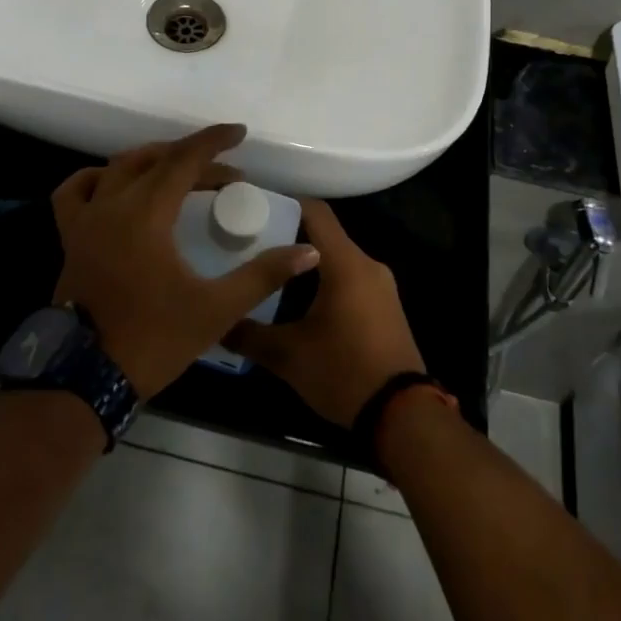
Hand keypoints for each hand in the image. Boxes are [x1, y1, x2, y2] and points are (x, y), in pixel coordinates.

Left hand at [51, 124, 319, 399]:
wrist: (86, 378)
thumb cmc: (153, 340)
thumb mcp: (216, 309)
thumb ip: (262, 275)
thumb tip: (307, 251)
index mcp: (146, 214)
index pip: (183, 160)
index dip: (214, 142)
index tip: (239, 134)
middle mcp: (112, 205)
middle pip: (156, 161)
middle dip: (193, 159)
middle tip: (225, 173)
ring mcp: (85, 220)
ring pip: (117, 168)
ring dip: (152, 161)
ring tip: (179, 171)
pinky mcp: (71, 238)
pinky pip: (76, 191)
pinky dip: (98, 178)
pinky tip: (114, 184)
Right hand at [223, 200, 425, 427]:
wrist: (403, 417)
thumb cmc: (343, 372)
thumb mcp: (288, 356)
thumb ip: (248, 334)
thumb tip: (217, 322)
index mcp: (346, 263)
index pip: (315, 212)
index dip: (284, 203)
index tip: (252, 208)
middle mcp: (367, 264)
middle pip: (324, 234)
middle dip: (288, 236)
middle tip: (251, 244)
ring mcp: (381, 286)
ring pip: (337, 258)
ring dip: (306, 262)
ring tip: (269, 272)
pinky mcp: (385, 307)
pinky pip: (350, 279)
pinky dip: (325, 280)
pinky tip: (299, 300)